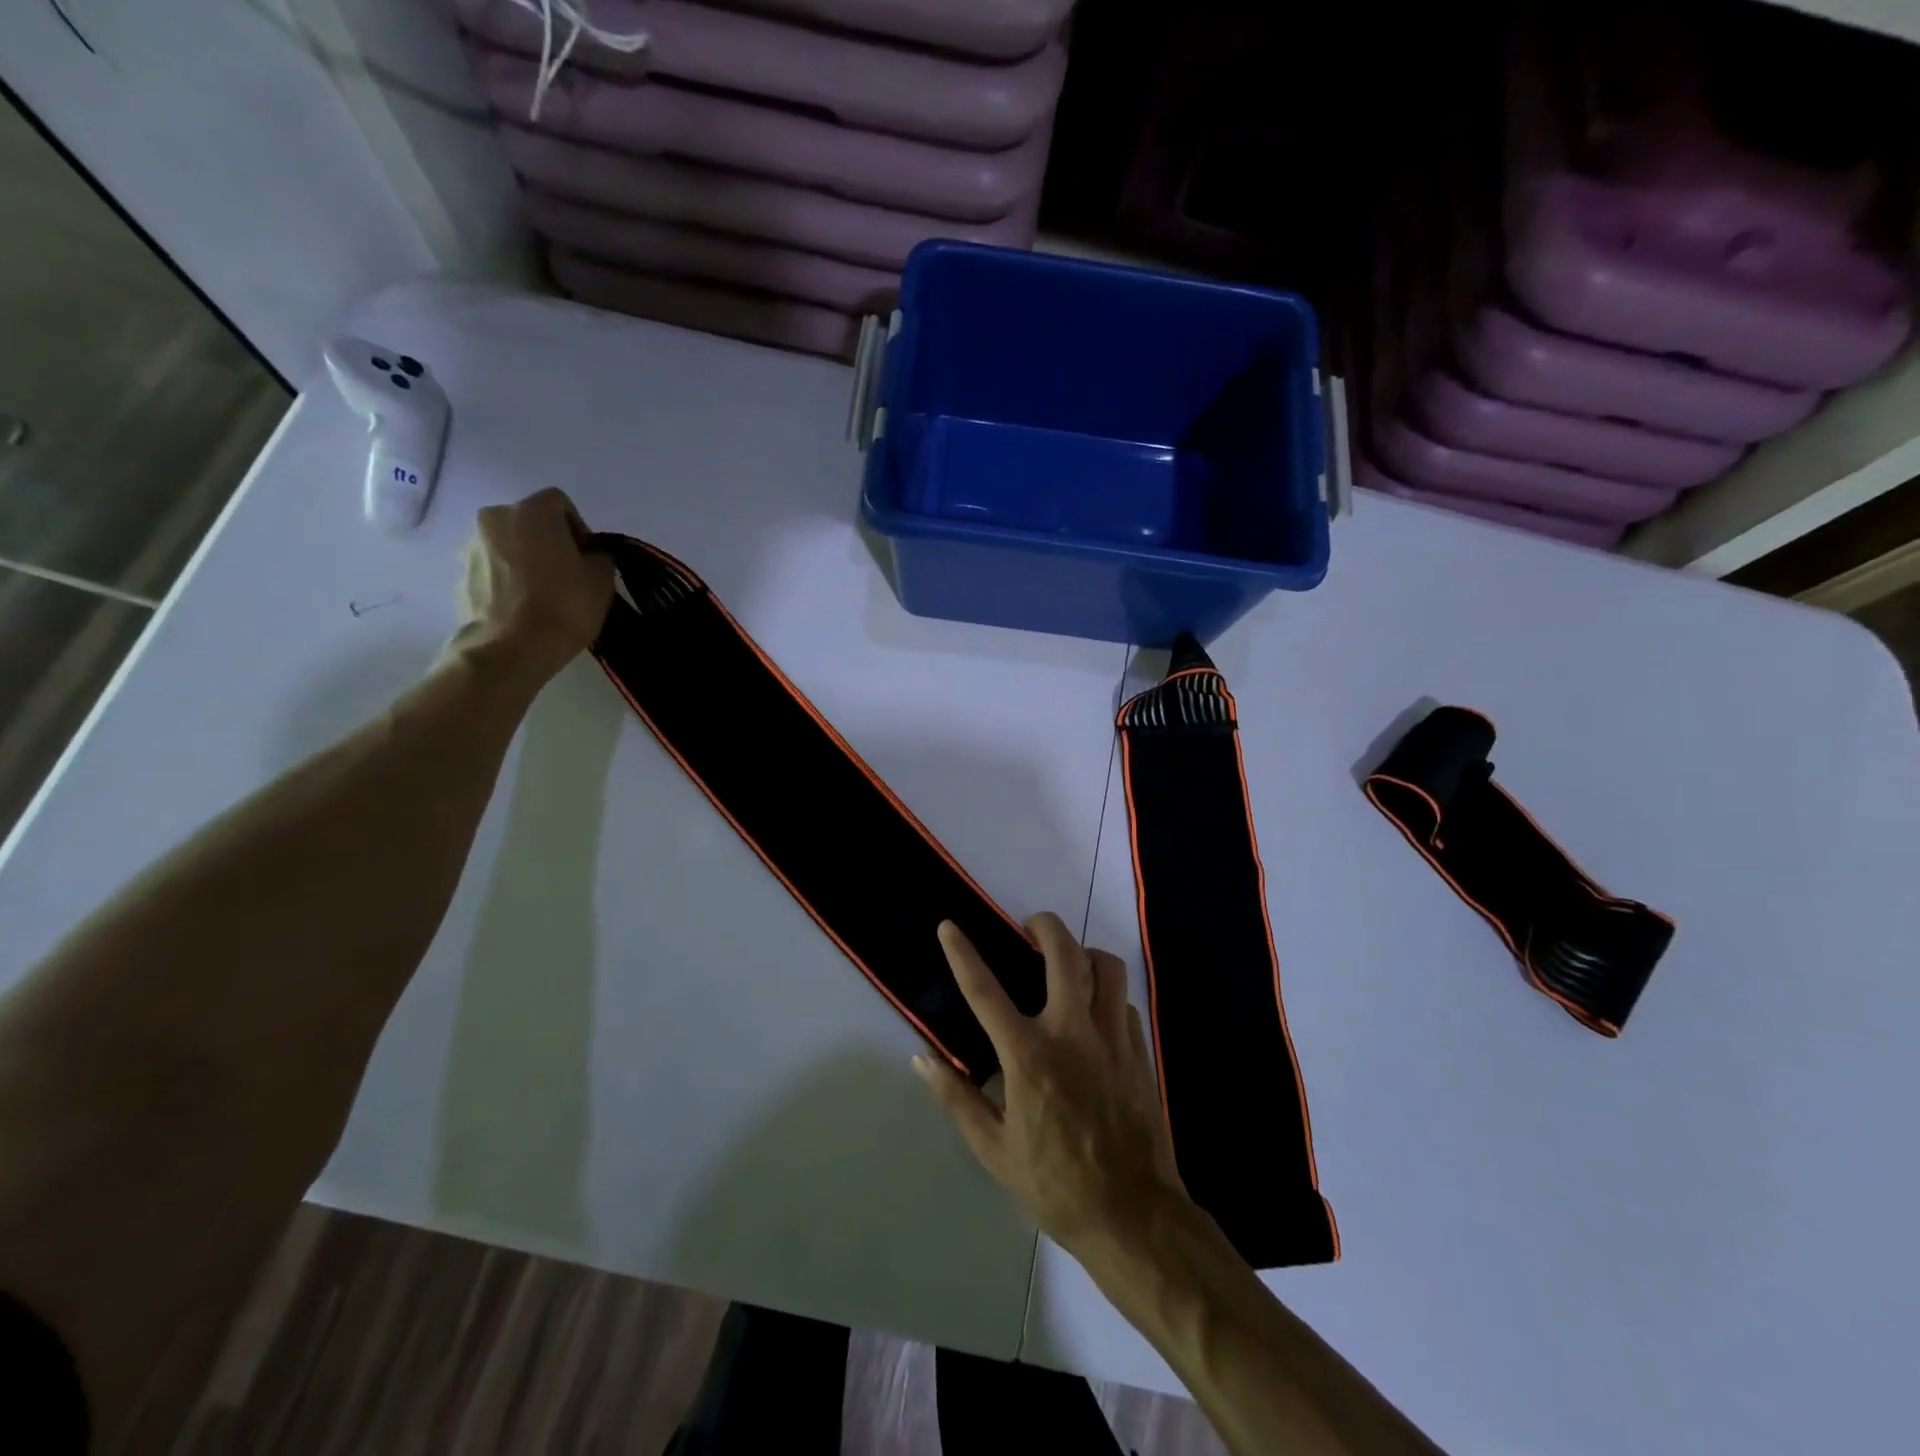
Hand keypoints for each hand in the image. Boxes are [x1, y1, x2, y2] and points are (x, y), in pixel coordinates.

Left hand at [455, 488, 614, 678]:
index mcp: (532, 511)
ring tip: (542, 595)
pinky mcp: (460, 575)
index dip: (578, 528)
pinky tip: (522, 607)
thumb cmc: (564, 606)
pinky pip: (491, 569)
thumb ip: (599, 557)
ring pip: (507, 545)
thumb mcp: (601, 580)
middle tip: (566, 575)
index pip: (560, 504)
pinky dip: (507, 580)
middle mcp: (494, 517)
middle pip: (529, 522)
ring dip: (524, 560)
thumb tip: (591, 556)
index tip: (587, 558)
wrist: (511, 648)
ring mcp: (471, 545)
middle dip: (547, 542)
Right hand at [916, 912, 1186, 1257]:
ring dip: (1083, 952)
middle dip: (1044, 925)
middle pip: (1063, 953)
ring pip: (1105, 966)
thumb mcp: (994, 1151)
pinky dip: (1107, 994)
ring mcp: (1112, 1038)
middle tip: (1029, 928)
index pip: (985, 991)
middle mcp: (1072, 1033)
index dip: (962, 953)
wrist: (1134, 1217)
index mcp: (1029, 1057)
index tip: (949, 926)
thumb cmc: (1055, 1185)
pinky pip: (1124, 1001)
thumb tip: (922, 1058)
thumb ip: (957, 1098)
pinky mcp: (1140, 1050)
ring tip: (1067, 962)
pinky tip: (1095, 1013)